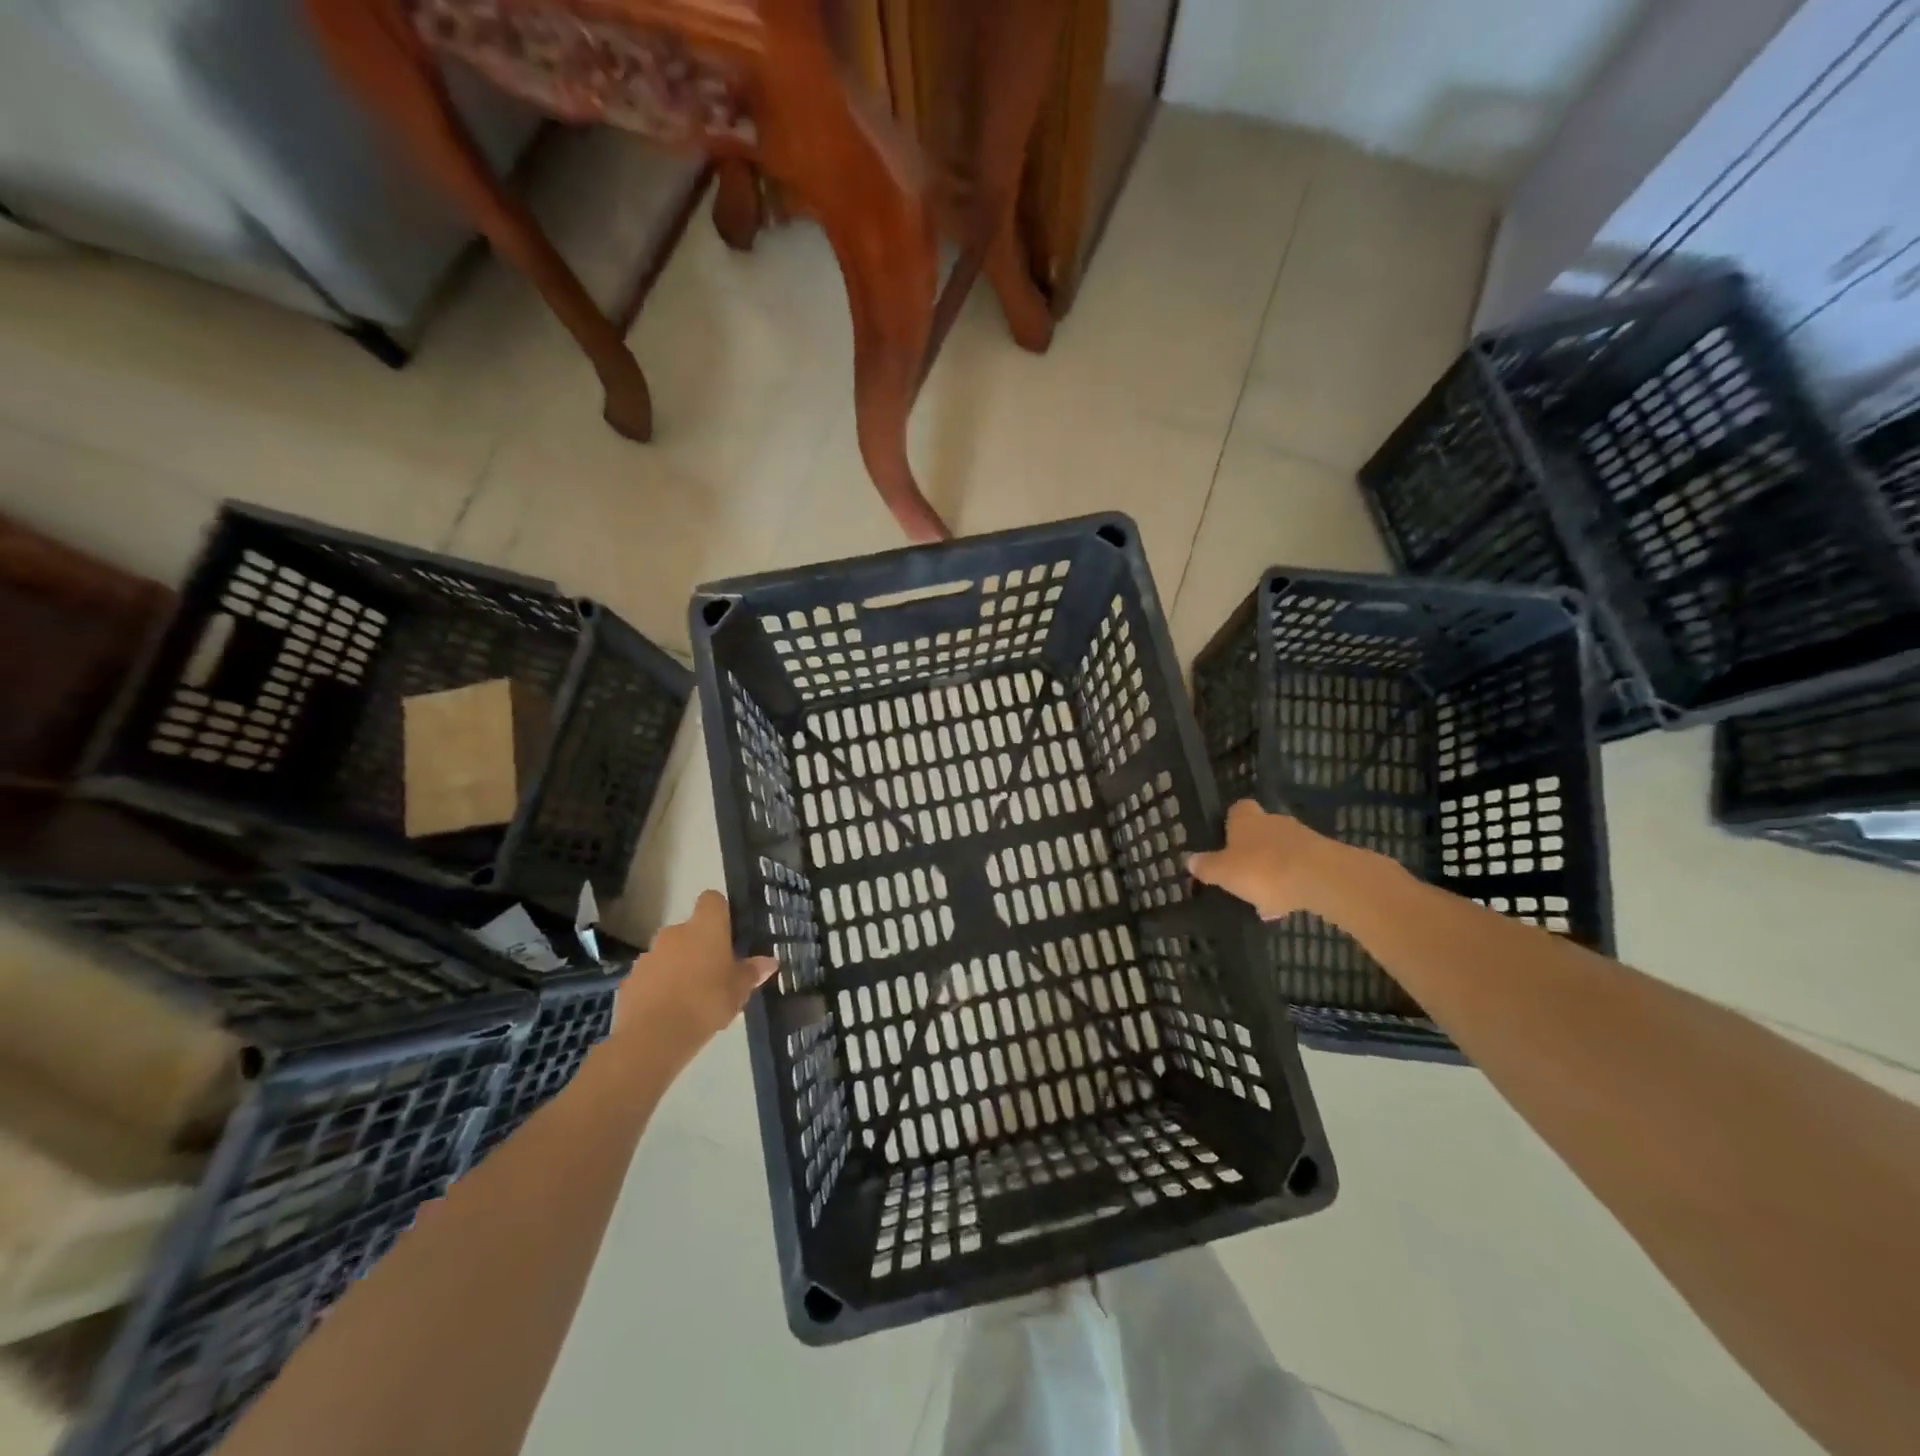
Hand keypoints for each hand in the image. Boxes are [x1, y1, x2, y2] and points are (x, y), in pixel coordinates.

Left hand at [617, 891, 777, 1050]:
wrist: (653, 1036)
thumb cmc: (706, 1002)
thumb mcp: (739, 990)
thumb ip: (752, 972)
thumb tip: (770, 962)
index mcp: (705, 927)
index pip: (712, 899)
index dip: (720, 912)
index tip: (728, 932)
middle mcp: (675, 932)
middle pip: (690, 929)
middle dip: (700, 946)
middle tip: (714, 973)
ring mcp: (649, 955)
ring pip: (669, 953)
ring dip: (678, 966)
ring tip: (691, 997)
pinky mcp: (630, 979)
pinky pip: (651, 976)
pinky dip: (659, 987)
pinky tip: (669, 1011)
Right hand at [1187, 800, 1352, 920]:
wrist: (1320, 877)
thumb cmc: (1262, 869)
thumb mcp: (1224, 873)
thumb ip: (1207, 867)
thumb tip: (1190, 859)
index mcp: (1246, 820)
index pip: (1238, 809)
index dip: (1232, 823)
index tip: (1226, 841)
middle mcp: (1273, 821)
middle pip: (1261, 830)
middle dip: (1253, 850)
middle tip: (1244, 874)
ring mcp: (1301, 837)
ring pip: (1282, 850)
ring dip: (1274, 869)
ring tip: (1266, 898)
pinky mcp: (1323, 856)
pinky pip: (1301, 867)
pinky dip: (1293, 882)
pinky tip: (1288, 904)